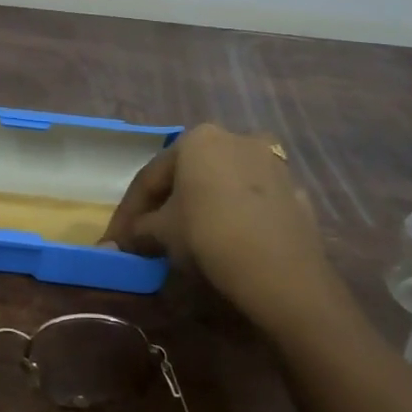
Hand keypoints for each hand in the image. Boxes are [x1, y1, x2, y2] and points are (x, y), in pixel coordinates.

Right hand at [101, 124, 329, 324]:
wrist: (282, 273)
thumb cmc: (209, 235)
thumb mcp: (163, 234)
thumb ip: (137, 232)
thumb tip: (115, 244)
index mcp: (198, 139)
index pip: (150, 176)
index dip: (128, 212)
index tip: (116, 239)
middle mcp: (236, 138)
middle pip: (188, 175)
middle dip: (166, 205)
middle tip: (149, 236)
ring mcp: (271, 163)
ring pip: (223, 185)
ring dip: (202, 207)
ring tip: (188, 240)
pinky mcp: (295, 192)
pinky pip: (251, 203)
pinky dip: (234, 217)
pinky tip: (226, 242)